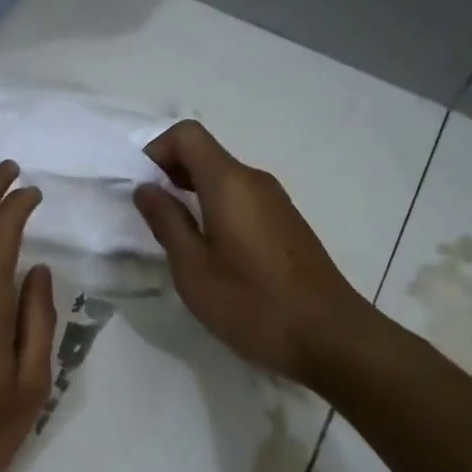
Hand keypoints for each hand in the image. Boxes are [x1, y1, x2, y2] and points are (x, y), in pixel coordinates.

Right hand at [133, 121, 369, 383]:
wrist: (330, 336)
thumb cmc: (252, 303)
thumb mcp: (194, 269)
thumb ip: (166, 222)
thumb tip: (146, 188)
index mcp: (229, 183)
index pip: (187, 134)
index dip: (156, 150)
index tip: (141, 188)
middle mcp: (255, 181)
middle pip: (205, 154)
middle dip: (170, 173)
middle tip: (150, 215)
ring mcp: (275, 201)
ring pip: (223, 178)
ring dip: (192, 194)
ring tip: (176, 237)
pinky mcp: (285, 223)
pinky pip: (241, 199)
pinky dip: (215, 208)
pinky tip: (211, 251)